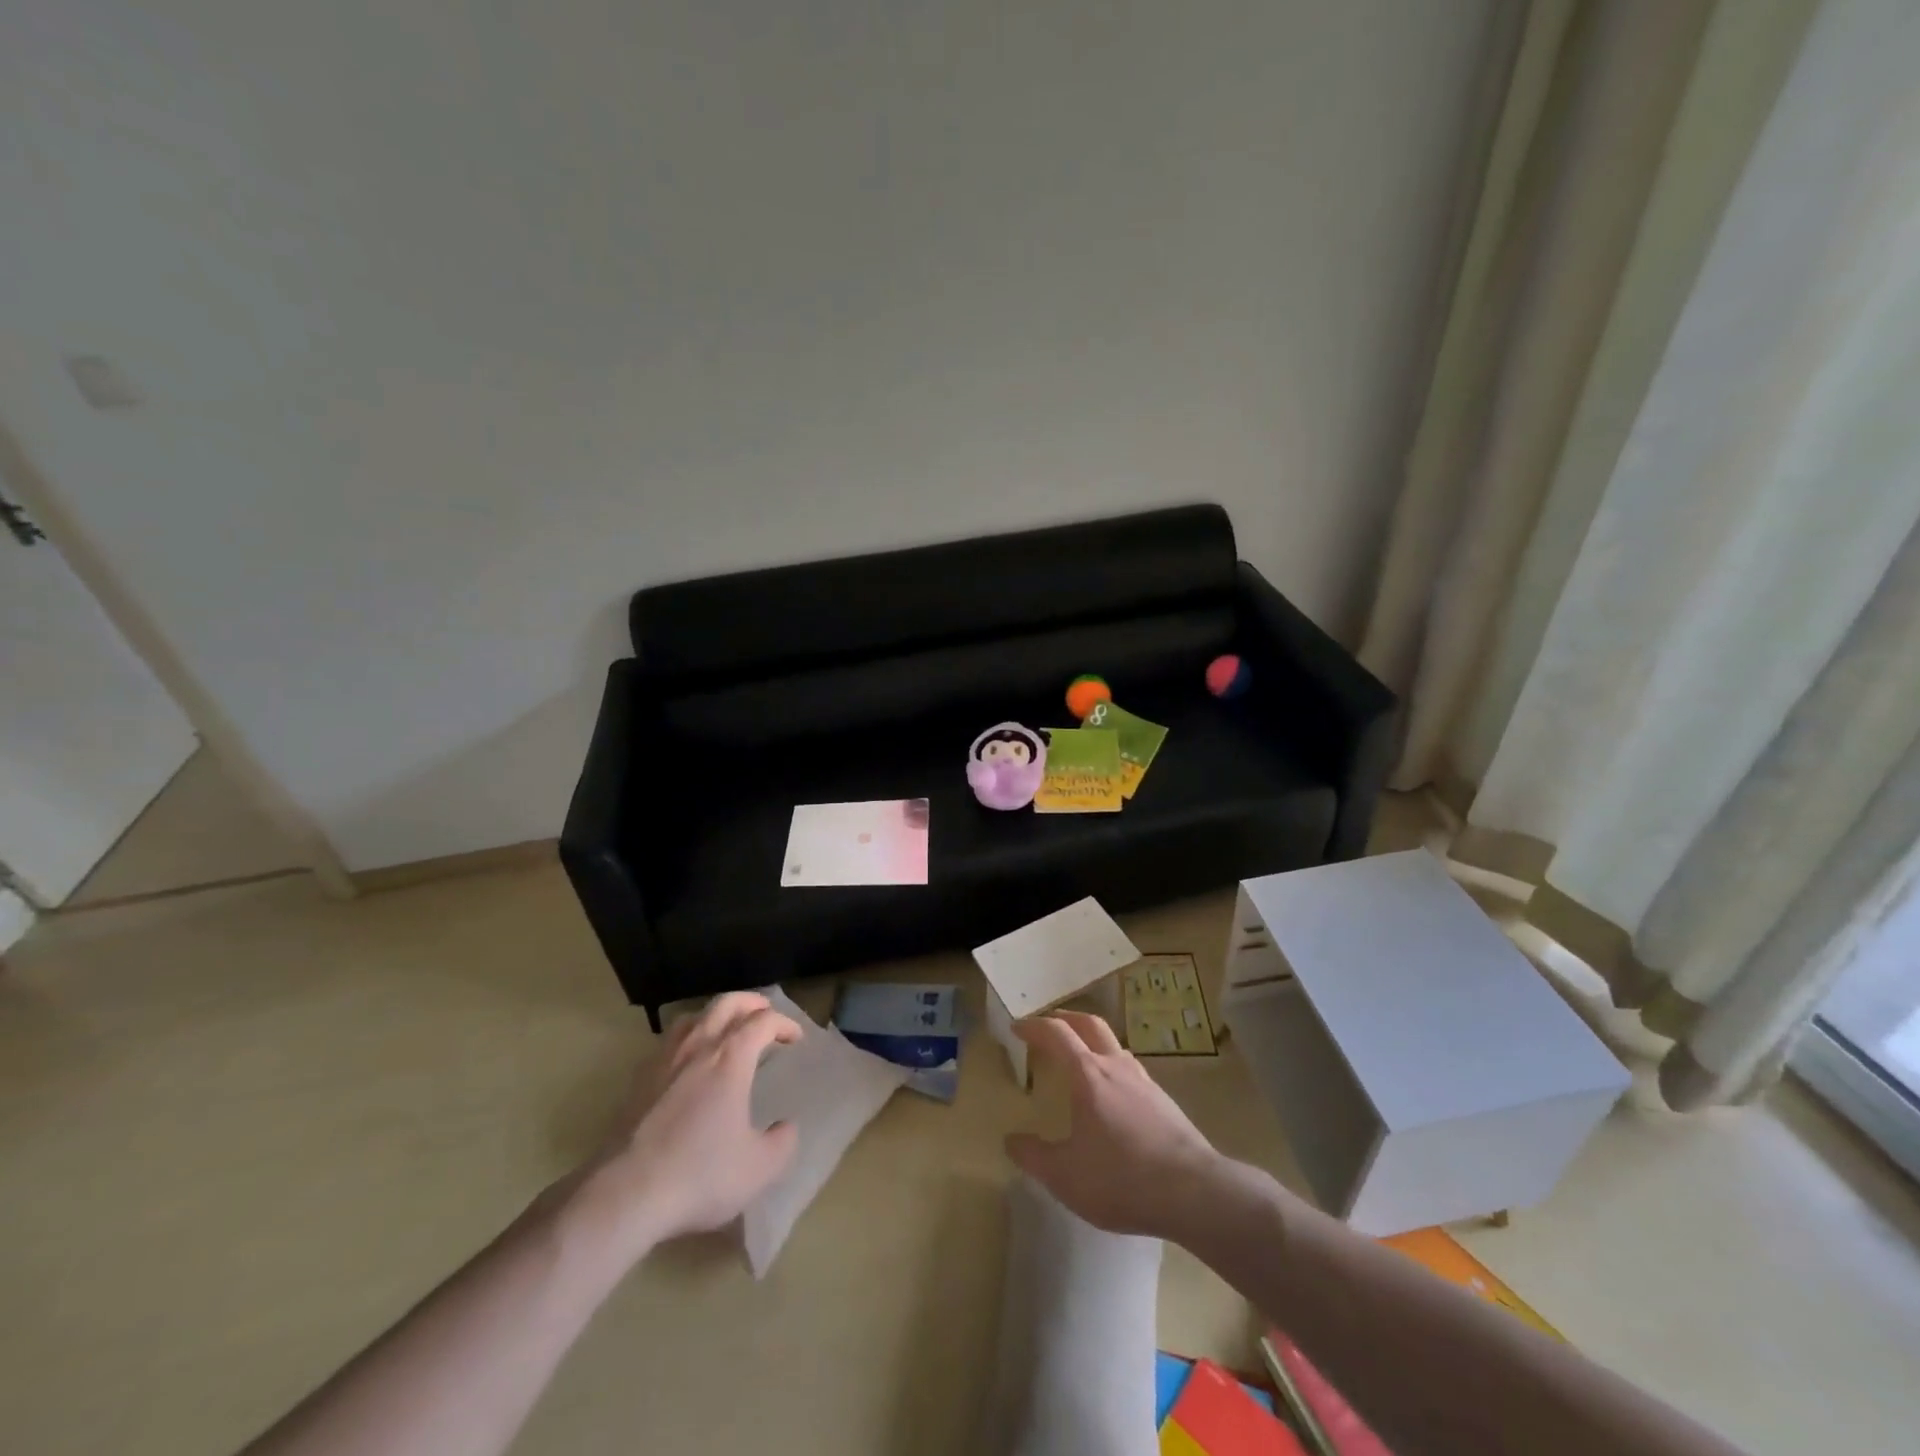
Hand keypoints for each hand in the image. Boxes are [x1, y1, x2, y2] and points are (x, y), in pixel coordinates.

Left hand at [584, 992, 800, 1253]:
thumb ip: (782, 1143)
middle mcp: (698, 1047)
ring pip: (694, 1017)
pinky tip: (689, 1062)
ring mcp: (664, 1061)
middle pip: (727, 1003)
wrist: (624, 1194)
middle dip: (752, 1003)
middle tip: (766, 1014)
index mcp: (731, 1058)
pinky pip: (669, 1041)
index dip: (784, 1024)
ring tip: (727, 1031)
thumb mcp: (759, 1168)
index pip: (763, 1021)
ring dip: (717, 1015)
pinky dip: (689, 1038)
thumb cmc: (699, 1174)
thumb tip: (785, 1127)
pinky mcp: (638, 1081)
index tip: (796, 1038)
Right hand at [1005, 1010, 1223, 1238]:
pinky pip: (1131, 1070)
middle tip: (1049, 1025)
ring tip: (1080, 1058)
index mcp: (1088, 1074)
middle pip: (1090, 1024)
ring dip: (1092, 1041)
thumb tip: (1011, 1141)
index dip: (1034, 1026)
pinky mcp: (1164, 1100)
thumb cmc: (1121, 1178)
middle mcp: (1116, 1066)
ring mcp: (1144, 1081)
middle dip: (1066, 1018)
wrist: (1193, 1192)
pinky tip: (1113, 1095)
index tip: (1017, 1027)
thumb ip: (1033, 1156)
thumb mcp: (1065, 1176)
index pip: (1057, 1034)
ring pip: (1114, 1045)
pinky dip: (1113, 1067)